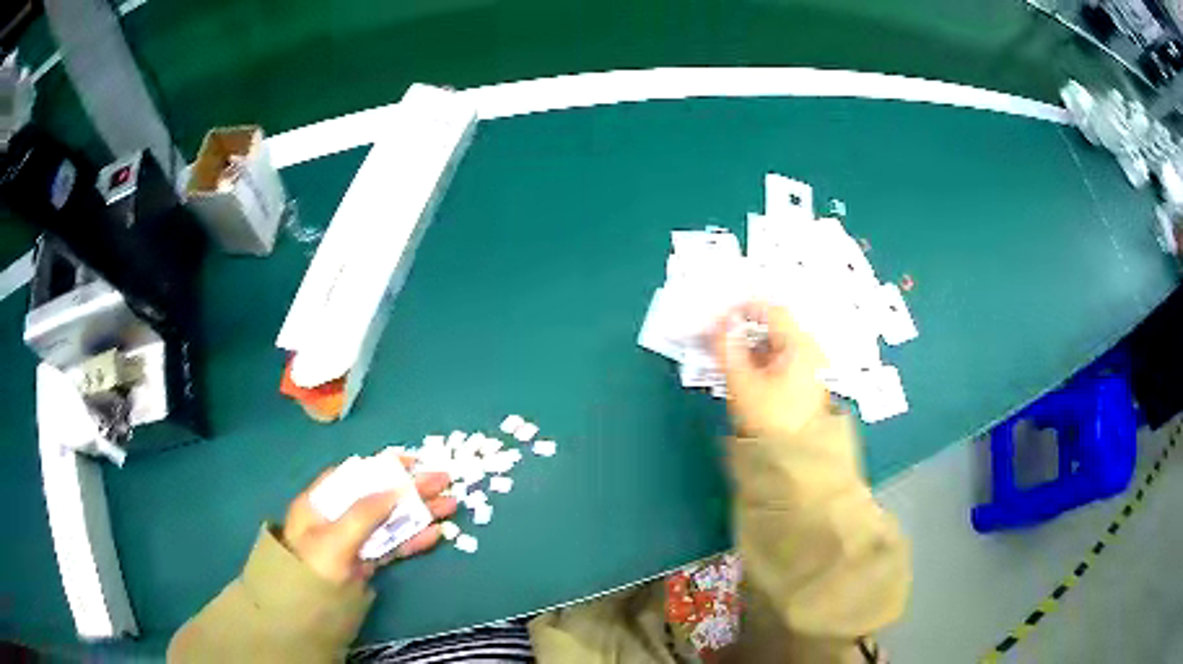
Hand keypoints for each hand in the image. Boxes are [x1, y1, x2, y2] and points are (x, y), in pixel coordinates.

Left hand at [280, 456, 456, 584]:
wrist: (304, 617)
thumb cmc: (311, 569)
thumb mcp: (333, 539)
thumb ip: (364, 513)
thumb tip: (396, 488)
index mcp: (322, 502)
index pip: (355, 474)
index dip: (384, 466)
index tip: (414, 461)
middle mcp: (338, 518)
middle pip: (379, 496)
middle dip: (411, 488)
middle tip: (445, 480)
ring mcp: (354, 542)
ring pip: (391, 521)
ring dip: (420, 513)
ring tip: (452, 505)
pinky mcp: (367, 563)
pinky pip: (393, 546)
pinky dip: (413, 539)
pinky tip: (435, 534)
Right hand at [712, 302, 828, 437]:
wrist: (797, 464)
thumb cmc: (772, 421)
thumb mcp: (743, 384)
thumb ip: (728, 349)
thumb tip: (720, 322)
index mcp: (801, 345)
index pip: (772, 311)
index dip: (744, 310)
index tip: (719, 320)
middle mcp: (811, 351)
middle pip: (775, 329)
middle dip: (744, 332)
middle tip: (718, 340)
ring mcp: (812, 369)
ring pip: (777, 347)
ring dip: (751, 349)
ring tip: (726, 359)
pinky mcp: (807, 386)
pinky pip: (782, 363)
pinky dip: (761, 363)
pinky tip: (744, 375)